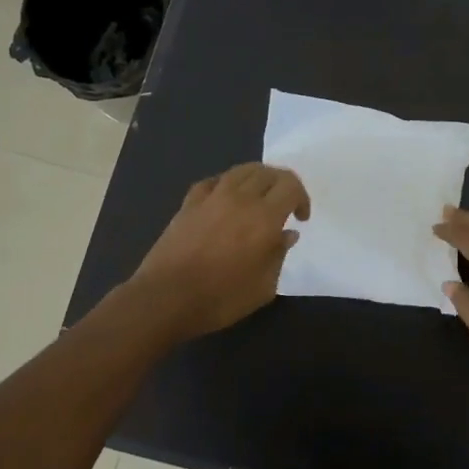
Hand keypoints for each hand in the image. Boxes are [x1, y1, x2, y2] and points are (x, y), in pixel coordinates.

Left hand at [129, 163, 309, 339]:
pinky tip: (226, 198)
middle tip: (284, 205)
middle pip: (268, 172)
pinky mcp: (189, 203)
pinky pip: (213, 181)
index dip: (302, 197)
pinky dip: (227, 184)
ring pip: (241, 170)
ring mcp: (211, 198)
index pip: (291, 186)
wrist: (166, 298)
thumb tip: (286, 234)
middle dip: (282, 184)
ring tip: (258, 197)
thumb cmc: (221, 298)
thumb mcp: (263, 287)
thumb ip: (279, 255)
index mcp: (264, 217)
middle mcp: (240, 198)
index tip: (300, 219)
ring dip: (257, 179)